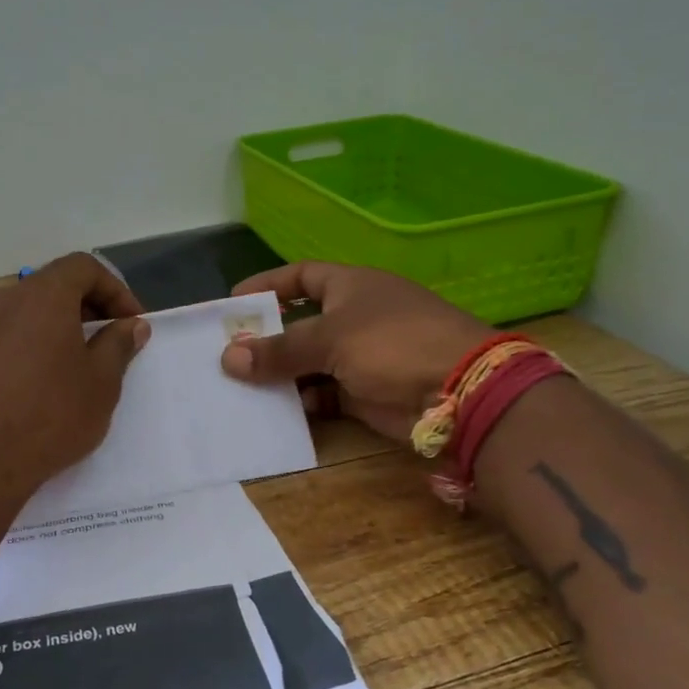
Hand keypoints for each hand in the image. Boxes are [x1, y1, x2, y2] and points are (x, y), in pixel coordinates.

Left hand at [0, 253, 150, 498]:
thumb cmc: (48, 419)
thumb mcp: (100, 384)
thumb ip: (118, 344)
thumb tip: (130, 324)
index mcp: (42, 296)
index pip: (83, 267)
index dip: (114, 290)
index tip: (129, 323)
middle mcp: (0, 299)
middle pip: (48, 286)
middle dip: (82, 307)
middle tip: (104, 342)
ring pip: (18, 311)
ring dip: (47, 327)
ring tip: (64, 364)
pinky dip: (14, 345)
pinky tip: (21, 378)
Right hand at [219, 262, 493, 439]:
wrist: (461, 391)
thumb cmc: (391, 343)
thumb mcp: (329, 339)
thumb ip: (278, 350)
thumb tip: (228, 358)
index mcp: (350, 286)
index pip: (300, 276)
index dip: (267, 286)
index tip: (233, 304)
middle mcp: (354, 317)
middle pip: (300, 323)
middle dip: (267, 338)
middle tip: (227, 353)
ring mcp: (362, 356)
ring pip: (310, 362)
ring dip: (281, 374)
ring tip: (242, 387)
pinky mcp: (367, 393)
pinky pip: (325, 393)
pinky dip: (303, 401)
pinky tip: (278, 411)